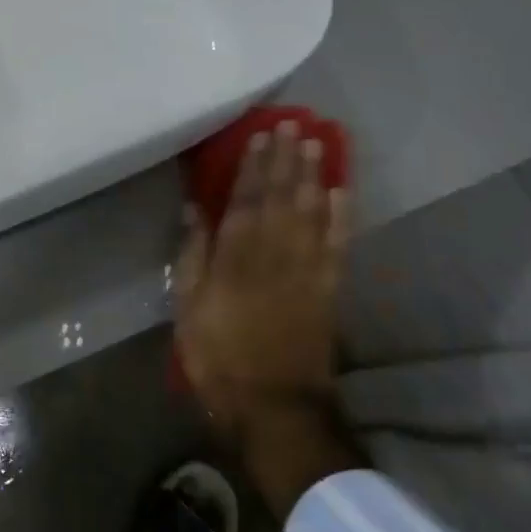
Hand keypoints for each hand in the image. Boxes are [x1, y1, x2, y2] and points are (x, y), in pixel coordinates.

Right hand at [174, 120, 360, 513]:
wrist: (275, 407)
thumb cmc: (219, 356)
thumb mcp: (188, 308)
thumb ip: (193, 255)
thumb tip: (194, 210)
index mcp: (235, 255)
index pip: (245, 199)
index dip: (254, 165)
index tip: (261, 134)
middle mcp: (274, 252)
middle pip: (282, 196)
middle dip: (287, 159)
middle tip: (294, 124)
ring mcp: (306, 269)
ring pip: (311, 211)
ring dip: (314, 175)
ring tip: (316, 143)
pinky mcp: (328, 289)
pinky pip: (337, 244)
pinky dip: (342, 216)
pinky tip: (342, 191)